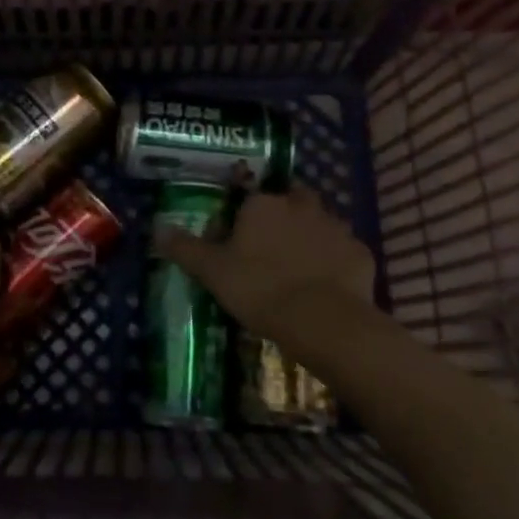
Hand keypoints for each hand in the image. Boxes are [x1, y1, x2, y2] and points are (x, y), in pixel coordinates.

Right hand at [154, 187, 377, 359]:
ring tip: (300, 269)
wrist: (323, 320)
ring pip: (321, 224)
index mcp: (263, 205)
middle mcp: (302, 206)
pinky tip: (327, 287)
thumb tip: (157, 229)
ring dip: (312, 237)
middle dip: (285, 215)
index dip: (244, 218)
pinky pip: (344, 252)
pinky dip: (336, 263)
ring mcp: (336, 228)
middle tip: (272, 248)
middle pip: (293, 200)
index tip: (239, 242)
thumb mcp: (212, 271)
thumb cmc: (260, 289)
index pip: (251, 198)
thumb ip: (185, 248)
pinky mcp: (360, 254)